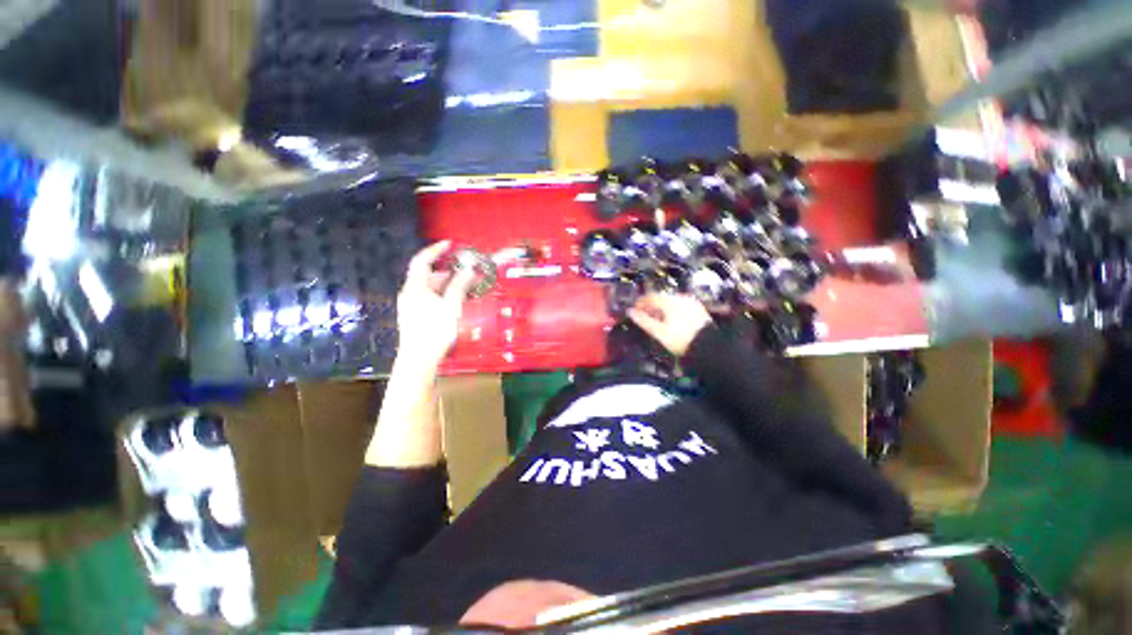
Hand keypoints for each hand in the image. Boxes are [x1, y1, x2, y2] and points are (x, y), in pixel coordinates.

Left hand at [395, 241, 475, 370]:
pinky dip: (444, 296)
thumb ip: (460, 286)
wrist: (419, 359)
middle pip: (430, 276)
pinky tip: (457, 304)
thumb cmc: (435, 331)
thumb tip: (469, 269)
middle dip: (450, 273)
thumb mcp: (451, 307)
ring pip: (432, 289)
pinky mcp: (415, 316)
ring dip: (449, 286)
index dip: (435, 250)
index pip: (422, 261)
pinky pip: (431, 299)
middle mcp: (410, 293)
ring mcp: (411, 305)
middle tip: (470, 276)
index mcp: (416, 287)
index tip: (450, 244)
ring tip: (468, 291)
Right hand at [627, 294, 712, 356]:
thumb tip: (630, 312)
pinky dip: (672, 310)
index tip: (634, 310)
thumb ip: (644, 321)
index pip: (650, 297)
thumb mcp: (659, 332)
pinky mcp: (698, 309)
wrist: (708, 346)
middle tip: (645, 316)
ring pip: (671, 301)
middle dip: (651, 306)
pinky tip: (671, 321)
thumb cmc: (681, 339)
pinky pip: (680, 305)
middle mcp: (680, 297)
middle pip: (661, 298)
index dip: (640, 302)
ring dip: (662, 308)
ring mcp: (691, 302)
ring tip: (657, 320)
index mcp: (670, 301)